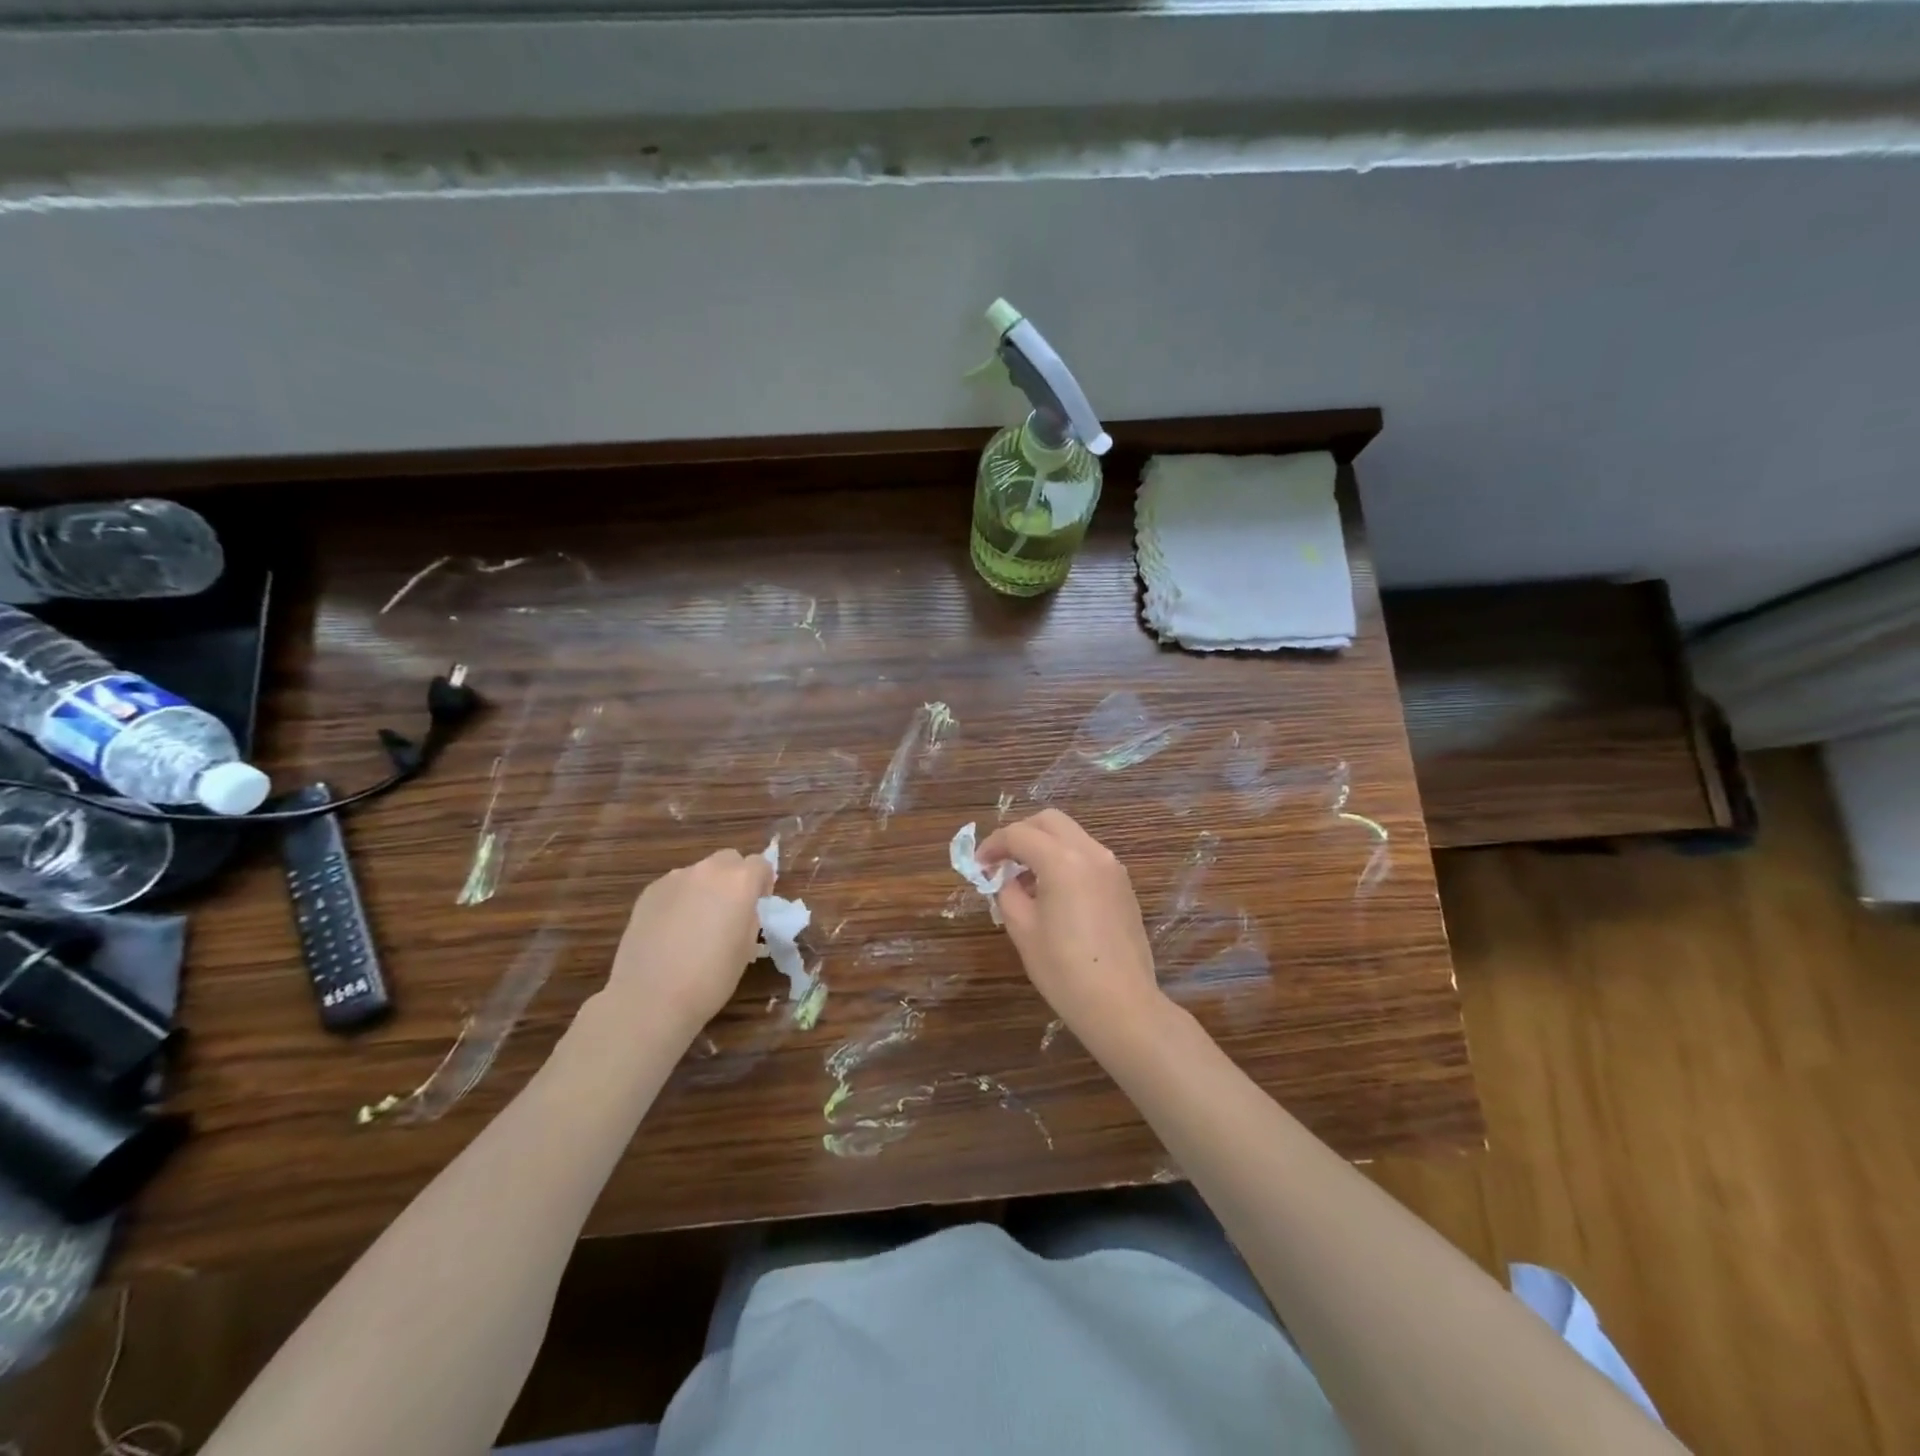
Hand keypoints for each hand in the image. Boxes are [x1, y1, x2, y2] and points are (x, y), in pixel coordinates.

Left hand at [606, 848, 773, 1039]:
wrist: (650, 998)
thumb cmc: (710, 978)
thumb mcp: (747, 948)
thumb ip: (749, 917)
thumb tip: (742, 910)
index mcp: (739, 882)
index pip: (761, 864)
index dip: (763, 883)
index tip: (758, 905)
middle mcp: (708, 871)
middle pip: (729, 860)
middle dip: (734, 878)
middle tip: (730, 910)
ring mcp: (674, 878)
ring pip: (699, 873)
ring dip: (705, 888)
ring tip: (696, 924)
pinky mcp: (649, 892)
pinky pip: (674, 887)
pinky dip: (679, 900)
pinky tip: (671, 931)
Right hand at [977, 809, 1163, 1046]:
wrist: (1121, 1004)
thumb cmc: (1064, 970)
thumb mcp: (1022, 929)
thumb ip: (1007, 892)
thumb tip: (1005, 879)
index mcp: (1062, 860)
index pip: (1019, 834)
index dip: (993, 845)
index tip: (978, 865)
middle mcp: (1091, 853)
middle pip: (1049, 821)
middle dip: (1021, 834)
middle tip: (1001, 862)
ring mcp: (1112, 867)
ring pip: (1071, 836)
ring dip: (1044, 846)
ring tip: (1025, 880)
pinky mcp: (1123, 885)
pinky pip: (1088, 856)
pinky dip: (1065, 860)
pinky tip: (1053, 893)